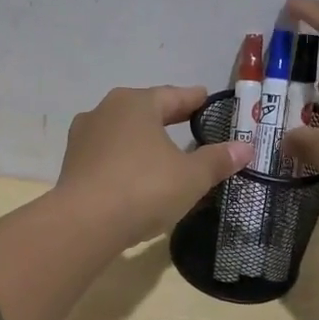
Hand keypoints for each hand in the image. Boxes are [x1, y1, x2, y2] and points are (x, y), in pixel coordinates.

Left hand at [54, 85, 252, 245]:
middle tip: (187, 122)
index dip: (193, 99)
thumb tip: (246, 148)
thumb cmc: (144, 188)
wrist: (84, 223)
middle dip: (166, 117)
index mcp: (135, 103)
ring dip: (142, 140)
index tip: (205, 99)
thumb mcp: (191, 177)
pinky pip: (107, 156)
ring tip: (161, 151)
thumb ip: (217, 160)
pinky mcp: (72, 165)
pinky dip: (124, 160)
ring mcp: (83, 138)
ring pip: (122, 133)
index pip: (173, 96)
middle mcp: (105, 111)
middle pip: (144, 110)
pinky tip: (134, 174)